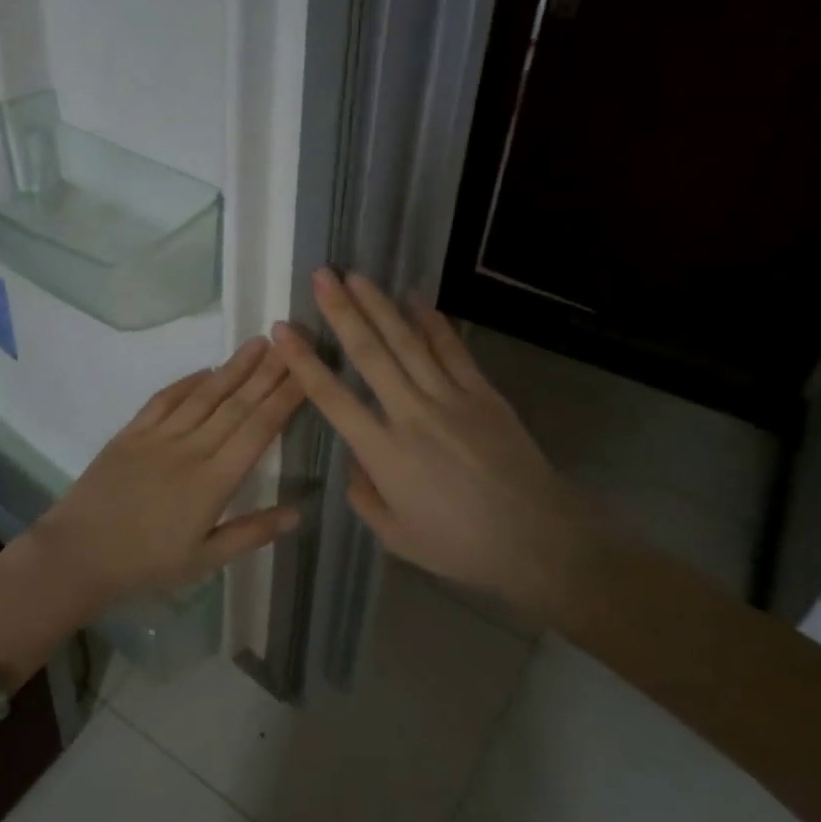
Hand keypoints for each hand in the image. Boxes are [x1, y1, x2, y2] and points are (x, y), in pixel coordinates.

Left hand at [26, 336, 305, 609]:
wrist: (79, 554)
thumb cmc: (146, 563)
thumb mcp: (205, 559)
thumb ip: (252, 533)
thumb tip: (298, 513)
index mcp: (214, 480)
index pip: (258, 430)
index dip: (284, 399)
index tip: (304, 373)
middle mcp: (191, 448)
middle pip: (235, 404)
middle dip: (266, 373)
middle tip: (290, 343)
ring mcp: (158, 436)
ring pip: (204, 394)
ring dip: (233, 367)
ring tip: (257, 343)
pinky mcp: (131, 433)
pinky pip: (164, 399)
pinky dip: (187, 382)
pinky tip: (205, 369)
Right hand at [272, 269, 605, 612]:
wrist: (537, 539)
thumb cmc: (460, 546)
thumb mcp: (396, 536)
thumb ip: (364, 497)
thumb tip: (354, 463)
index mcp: (384, 453)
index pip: (332, 397)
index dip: (303, 361)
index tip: (283, 330)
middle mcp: (411, 415)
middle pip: (370, 354)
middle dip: (341, 311)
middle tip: (322, 276)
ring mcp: (451, 399)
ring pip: (407, 342)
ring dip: (379, 305)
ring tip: (356, 275)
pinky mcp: (483, 394)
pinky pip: (453, 350)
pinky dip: (433, 322)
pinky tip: (416, 298)